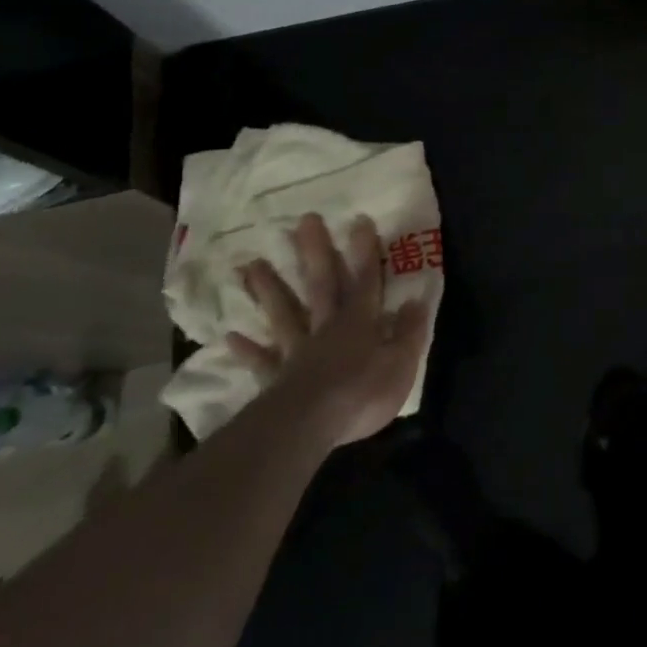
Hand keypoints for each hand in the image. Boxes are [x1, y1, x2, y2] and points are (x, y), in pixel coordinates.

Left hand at [227, 213, 434, 448]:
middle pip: (320, 284)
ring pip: (284, 313)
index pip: (365, 279)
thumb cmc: (362, 393)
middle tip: (303, 221)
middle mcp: (327, 327)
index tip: (358, 220)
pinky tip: (230, 336)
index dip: (364, 251)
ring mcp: (298, 351)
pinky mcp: (276, 379)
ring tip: (251, 264)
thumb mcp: (402, 363)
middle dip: (315, 252)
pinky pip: (262, 360)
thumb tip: (416, 300)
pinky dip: (247, 349)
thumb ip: (409, 331)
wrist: (310, 426)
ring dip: (269, 289)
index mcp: (359, 322)